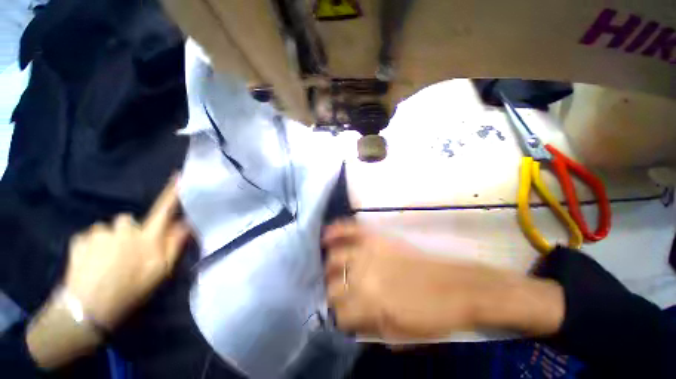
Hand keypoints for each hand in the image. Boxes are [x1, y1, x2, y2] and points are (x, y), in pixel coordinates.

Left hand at [28, 178, 189, 368]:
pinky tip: (91, 263)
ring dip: (110, 239)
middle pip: (130, 220)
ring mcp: (100, 233)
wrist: (87, 310)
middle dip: (130, 232)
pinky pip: (91, 236)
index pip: (164, 210)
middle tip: (127, 254)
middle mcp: (125, 229)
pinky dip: (93, 245)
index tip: (178, 175)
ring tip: (106, 262)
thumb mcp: (161, 271)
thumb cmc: (131, 290)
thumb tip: (186, 224)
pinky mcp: (80, 239)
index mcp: (147, 237)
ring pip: (109, 229)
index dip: (172, 193)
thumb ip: (174, 245)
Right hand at [323, 221, 563, 341]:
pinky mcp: (379, 237)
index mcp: (369, 304)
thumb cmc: (433, 316)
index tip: (343, 317)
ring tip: (330, 268)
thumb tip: (352, 324)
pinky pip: (351, 230)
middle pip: (333, 285)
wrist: (459, 286)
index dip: (340, 318)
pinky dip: (337, 230)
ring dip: (330, 266)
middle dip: (332, 292)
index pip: (339, 314)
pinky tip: (326, 235)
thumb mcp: (402, 336)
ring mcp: (370, 251)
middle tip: (337, 292)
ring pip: (335, 258)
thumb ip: (372, 329)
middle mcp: (363, 275)